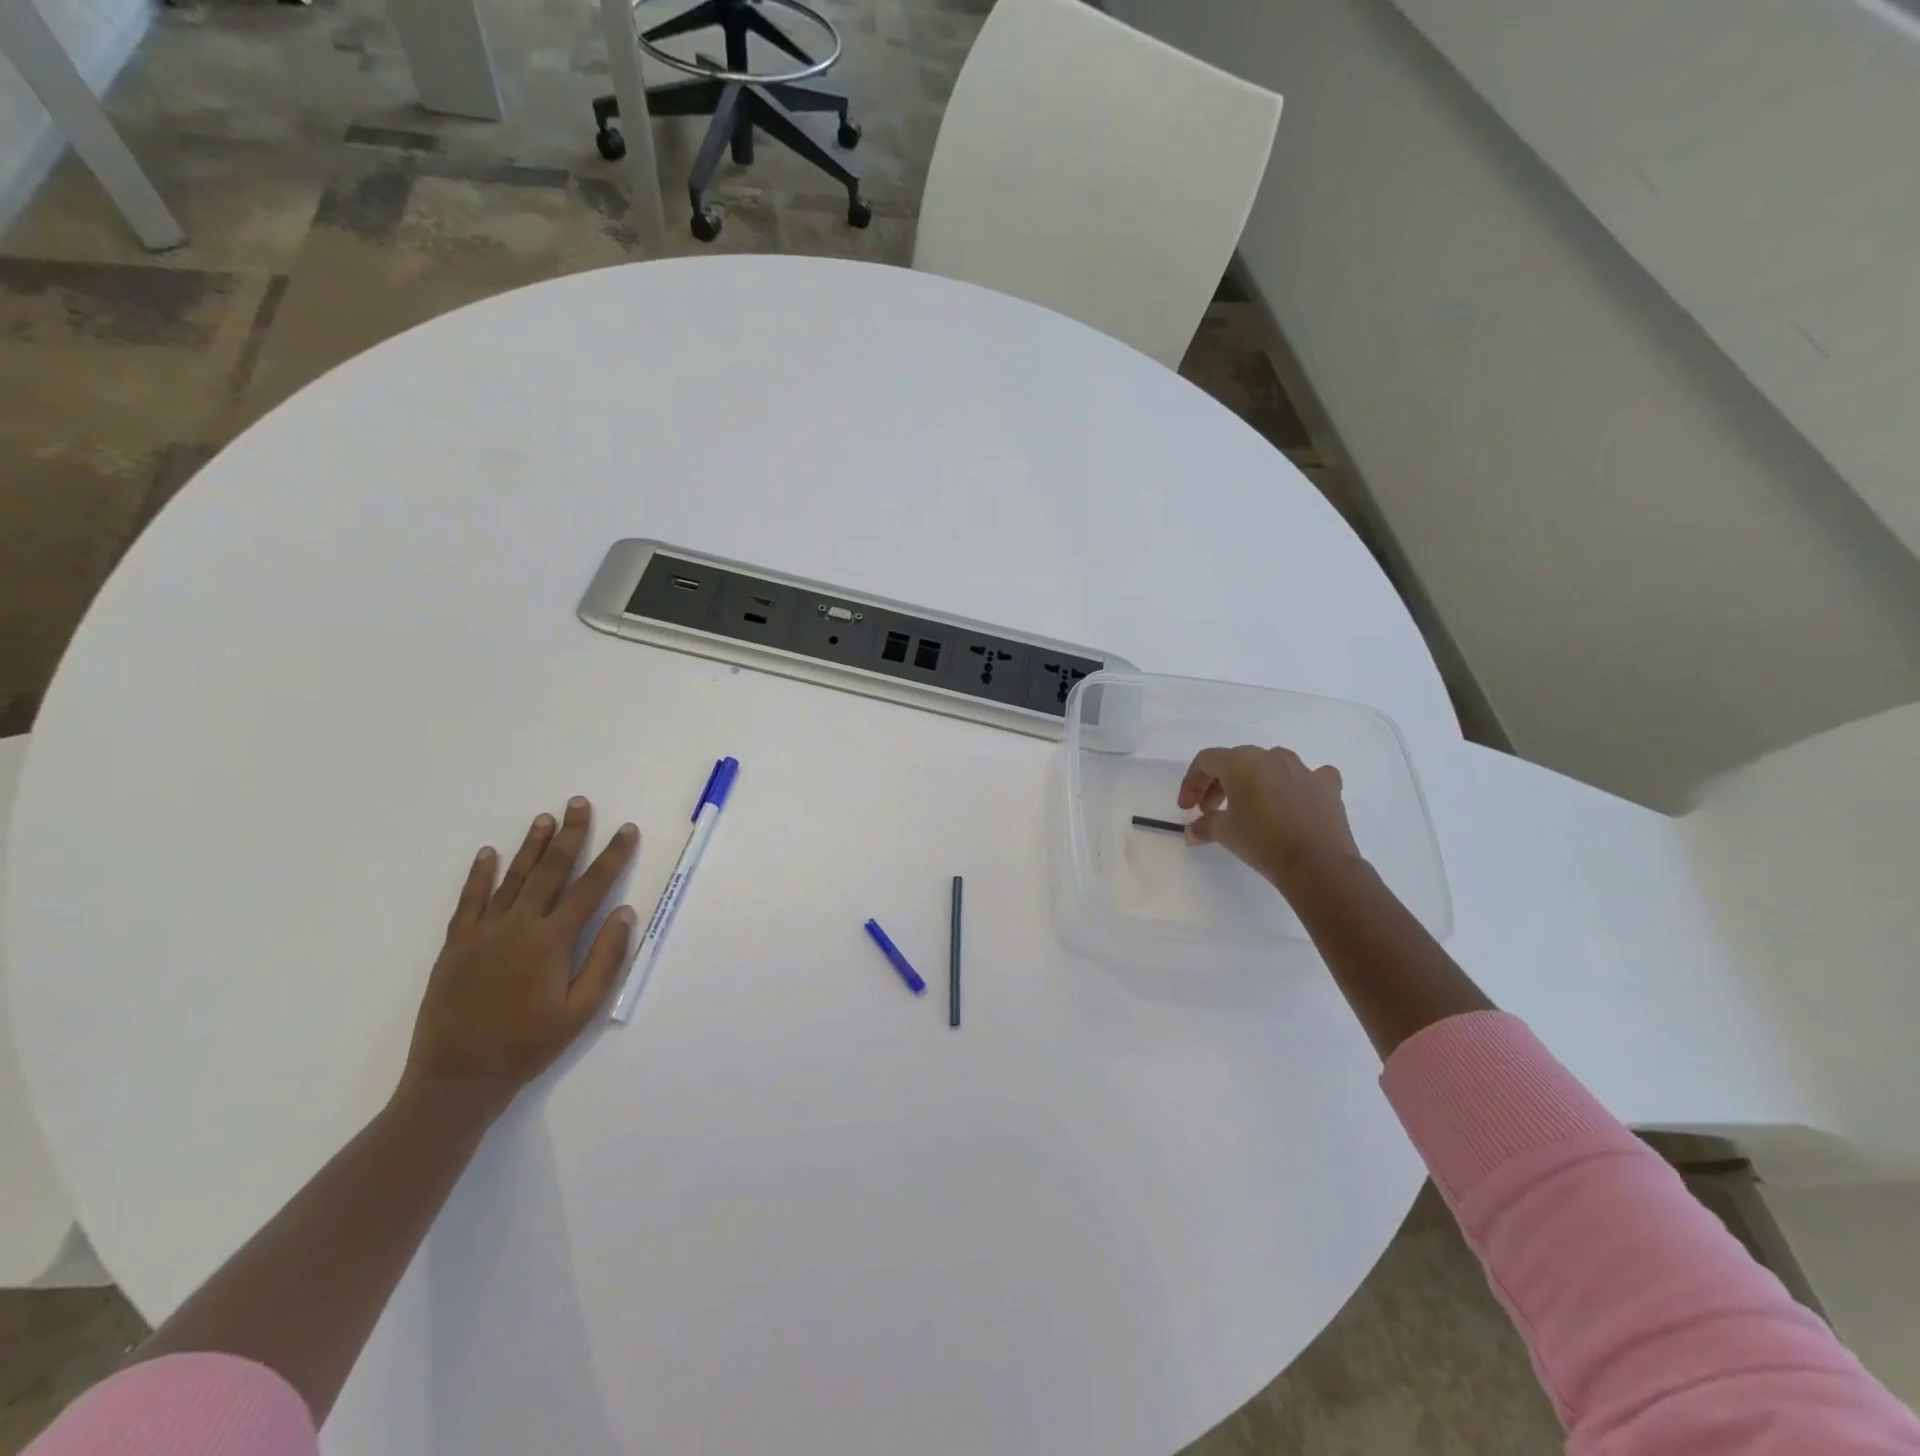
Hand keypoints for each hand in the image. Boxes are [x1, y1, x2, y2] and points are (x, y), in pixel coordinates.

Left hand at [400, 797, 639, 1118]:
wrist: (457, 1078)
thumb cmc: (528, 1045)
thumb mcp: (580, 1010)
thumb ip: (604, 959)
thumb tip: (623, 912)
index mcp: (552, 941)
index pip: (590, 887)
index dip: (612, 856)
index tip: (626, 830)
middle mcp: (518, 926)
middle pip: (550, 871)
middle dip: (570, 835)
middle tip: (580, 803)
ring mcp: (483, 933)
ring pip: (513, 878)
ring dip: (531, 846)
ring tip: (545, 818)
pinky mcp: (456, 945)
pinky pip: (470, 901)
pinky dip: (480, 875)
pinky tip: (488, 853)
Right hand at [1178, 745, 1364, 899]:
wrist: (1317, 864)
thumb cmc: (1262, 841)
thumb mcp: (1225, 833)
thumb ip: (1204, 825)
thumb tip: (1193, 831)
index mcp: (1241, 762)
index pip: (1206, 761)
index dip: (1192, 783)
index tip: (1187, 808)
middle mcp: (1272, 757)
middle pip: (1236, 762)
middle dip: (1218, 785)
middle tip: (1210, 811)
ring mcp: (1303, 769)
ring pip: (1270, 766)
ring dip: (1253, 783)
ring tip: (1249, 808)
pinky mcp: (1327, 785)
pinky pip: (1308, 777)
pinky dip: (1296, 786)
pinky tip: (1293, 802)